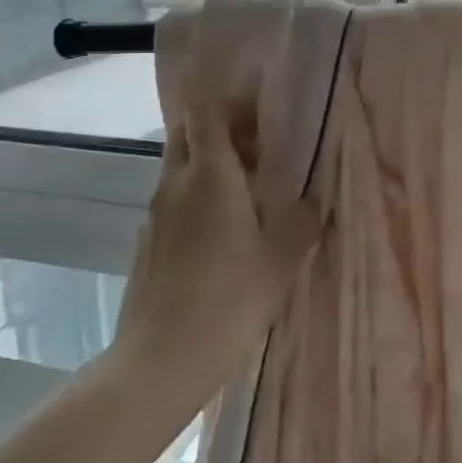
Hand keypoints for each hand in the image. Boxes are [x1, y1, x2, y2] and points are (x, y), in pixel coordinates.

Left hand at [112, 101, 321, 405]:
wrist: (160, 360)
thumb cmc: (228, 302)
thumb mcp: (280, 262)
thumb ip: (301, 223)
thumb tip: (314, 199)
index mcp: (210, 176)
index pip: (206, 112)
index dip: (230, 102)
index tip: (260, 113)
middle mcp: (176, 184)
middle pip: (188, 132)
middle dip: (221, 129)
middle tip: (258, 150)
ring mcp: (155, 213)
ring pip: (179, 167)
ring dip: (209, 164)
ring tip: (248, 193)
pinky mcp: (147, 241)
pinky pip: (173, 200)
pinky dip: (196, 196)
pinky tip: (221, 234)